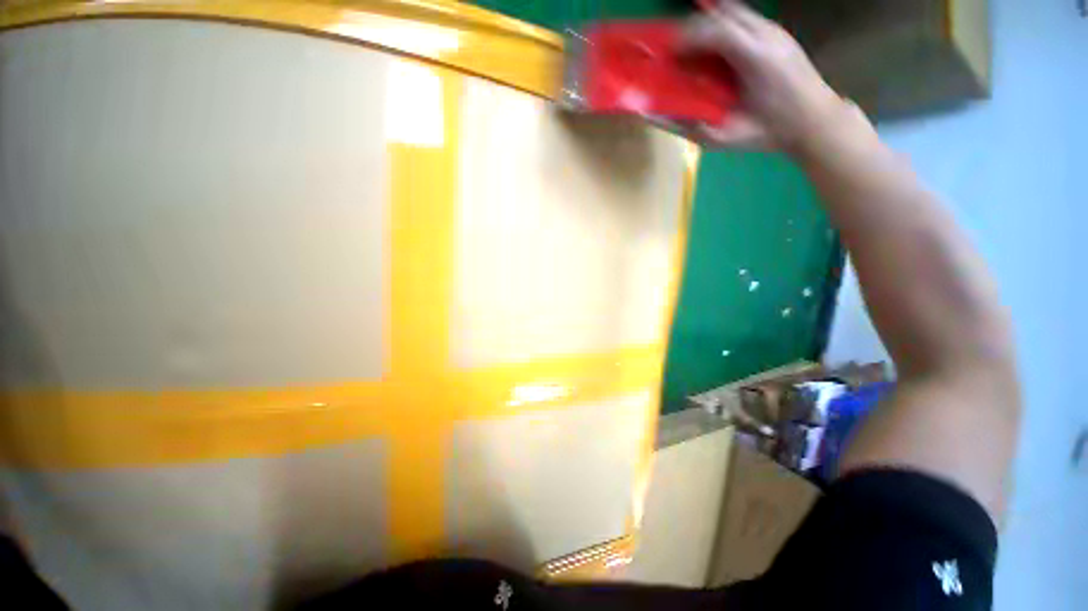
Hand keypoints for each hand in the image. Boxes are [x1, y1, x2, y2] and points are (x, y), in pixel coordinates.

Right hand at [682, 2, 859, 149]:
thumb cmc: (766, 133)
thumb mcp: (722, 137)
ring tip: (692, 46)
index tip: (666, 54)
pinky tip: (715, 46)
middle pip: (723, 13)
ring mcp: (776, 30)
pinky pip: (746, 19)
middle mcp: (766, 36)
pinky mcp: (779, 33)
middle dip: (693, 26)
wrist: (813, 122)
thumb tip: (651, 115)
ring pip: (735, 10)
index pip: (716, 33)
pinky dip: (725, 25)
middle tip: (675, 49)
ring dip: (709, 22)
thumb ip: (686, 125)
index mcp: (754, 59)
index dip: (686, 38)